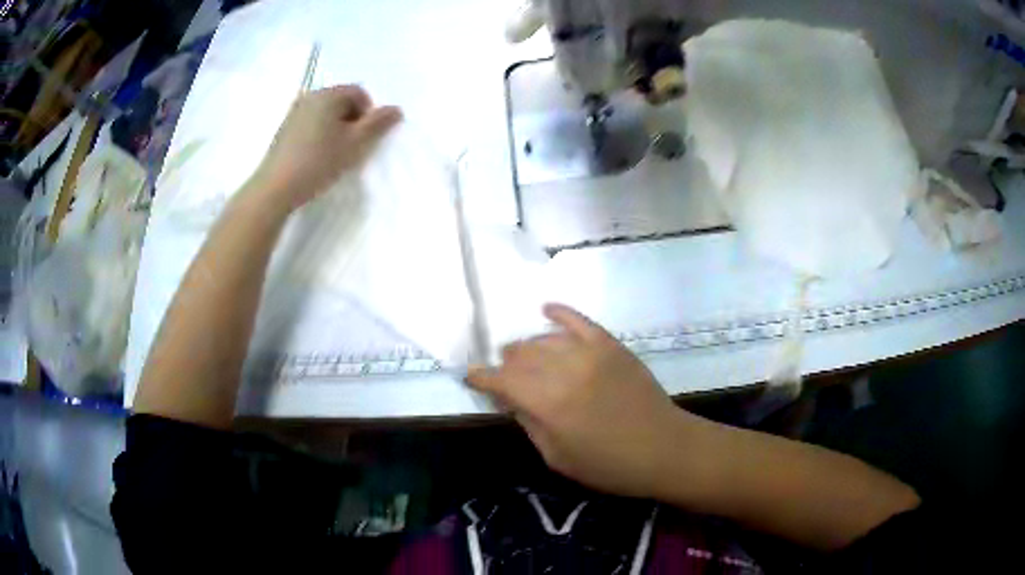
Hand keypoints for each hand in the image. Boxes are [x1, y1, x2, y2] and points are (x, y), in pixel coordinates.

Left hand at [254, 85, 401, 208]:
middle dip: (352, 120)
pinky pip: (311, 123)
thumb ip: (378, 124)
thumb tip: (396, 109)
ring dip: (336, 129)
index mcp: (328, 94)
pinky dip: (319, 134)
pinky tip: (316, 157)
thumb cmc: (319, 162)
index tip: (363, 139)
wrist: (275, 188)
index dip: (368, 114)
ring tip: (333, 154)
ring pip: (325, 113)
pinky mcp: (284, 129)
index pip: (359, 93)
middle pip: (341, 101)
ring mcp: (294, 112)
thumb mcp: (355, 144)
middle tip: (350, 147)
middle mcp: (310, 96)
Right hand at [468, 304, 692, 498]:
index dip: (481, 377)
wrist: (664, 448)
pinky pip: (579, 320)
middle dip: (506, 363)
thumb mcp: (558, 458)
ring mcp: (590, 353)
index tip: (470, 376)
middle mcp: (565, 371)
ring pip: (544, 338)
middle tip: (504, 374)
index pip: (502, 380)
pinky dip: (560, 313)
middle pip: (521, 355)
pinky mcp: (611, 345)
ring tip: (523, 355)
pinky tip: (547, 310)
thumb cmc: (609, 465)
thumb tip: (510, 399)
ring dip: (528, 346)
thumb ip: (529, 424)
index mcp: (548, 404)